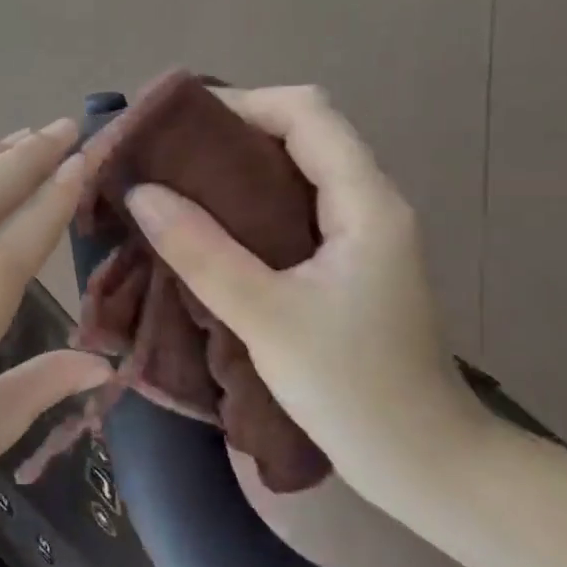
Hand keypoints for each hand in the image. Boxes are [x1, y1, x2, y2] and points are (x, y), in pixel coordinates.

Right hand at [125, 86, 490, 520]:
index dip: (243, 103)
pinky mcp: (352, 265)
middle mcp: (372, 203)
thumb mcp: (266, 318)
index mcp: (365, 202)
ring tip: (179, 188)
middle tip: (169, 159)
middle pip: (305, 133)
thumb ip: (201, 252)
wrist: (425, 463)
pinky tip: (215, 231)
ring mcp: (365, 235)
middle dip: (235, 134)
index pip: (306, 113)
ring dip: (242, 171)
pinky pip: (300, 210)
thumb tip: (141, 193)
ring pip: (301, 172)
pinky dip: (255, 206)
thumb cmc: (353, 389)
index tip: (178, 128)